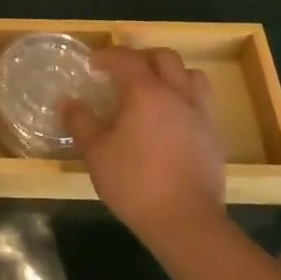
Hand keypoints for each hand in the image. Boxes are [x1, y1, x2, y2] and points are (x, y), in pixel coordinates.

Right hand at [62, 46, 226, 250]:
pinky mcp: (213, 137)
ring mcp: (200, 115)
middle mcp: (177, 94)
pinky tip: (169, 122)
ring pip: (191, 76)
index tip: (92, 65)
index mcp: (146, 92)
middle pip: (165, 57)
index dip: (108, 56)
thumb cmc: (135, 183)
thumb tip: (68, 103)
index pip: (127, 58)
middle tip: (123, 72)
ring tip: (153, 90)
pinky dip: (183, 100)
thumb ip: (81, 122)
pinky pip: (200, 103)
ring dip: (171, 74)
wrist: (187, 223)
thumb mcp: (96, 153)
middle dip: (142, 58)